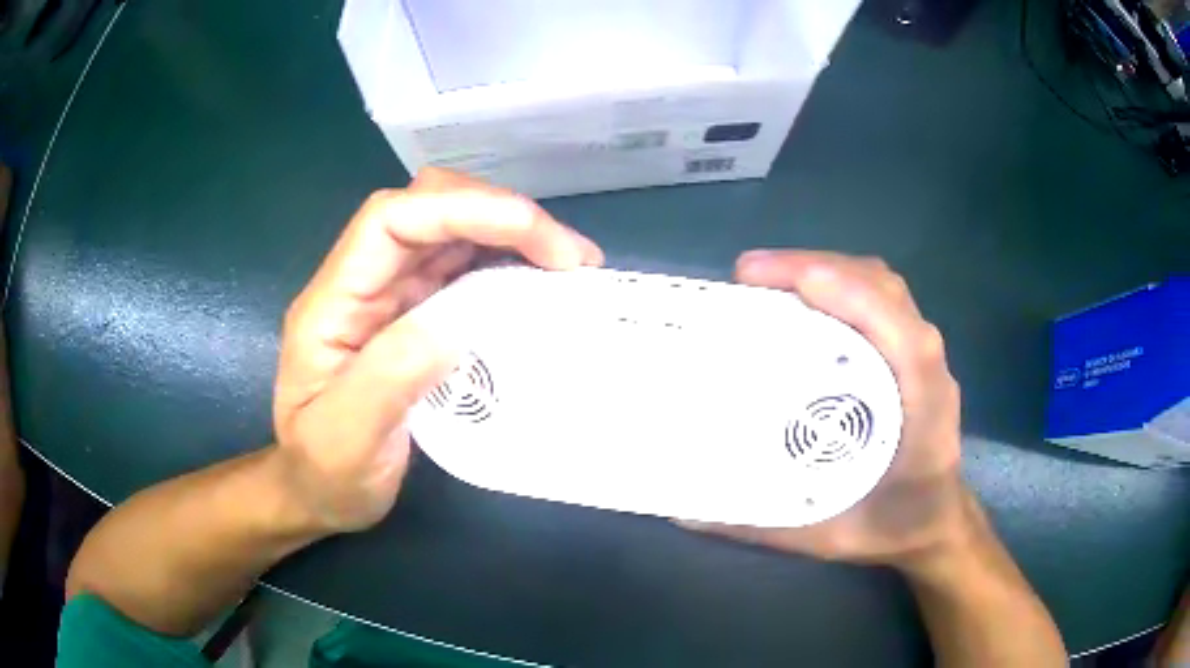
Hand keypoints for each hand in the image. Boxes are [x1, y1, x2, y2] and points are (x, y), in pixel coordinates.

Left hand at [272, 168, 602, 531]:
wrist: (318, 492)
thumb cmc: (325, 472)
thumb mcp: (346, 439)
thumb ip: (389, 378)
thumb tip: (459, 322)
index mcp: (333, 301)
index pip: (391, 220)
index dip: (465, 209)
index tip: (539, 242)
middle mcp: (364, 283)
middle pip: (429, 207)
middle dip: (501, 215)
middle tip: (570, 259)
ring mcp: (392, 296)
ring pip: (454, 232)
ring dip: (515, 237)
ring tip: (572, 270)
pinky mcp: (418, 315)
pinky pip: (467, 271)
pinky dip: (510, 268)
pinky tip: (542, 289)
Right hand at [684, 250, 966, 569]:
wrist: (936, 522)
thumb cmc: (894, 529)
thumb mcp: (827, 536)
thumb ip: (759, 526)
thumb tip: (684, 512)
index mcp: (923, 409)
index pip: (899, 334)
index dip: (845, 294)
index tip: (774, 283)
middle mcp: (928, 368)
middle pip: (883, 289)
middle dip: (817, 267)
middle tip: (748, 277)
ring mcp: (922, 352)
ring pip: (881, 285)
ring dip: (826, 268)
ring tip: (767, 279)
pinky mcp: (909, 349)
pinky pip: (877, 298)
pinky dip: (839, 283)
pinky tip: (801, 300)